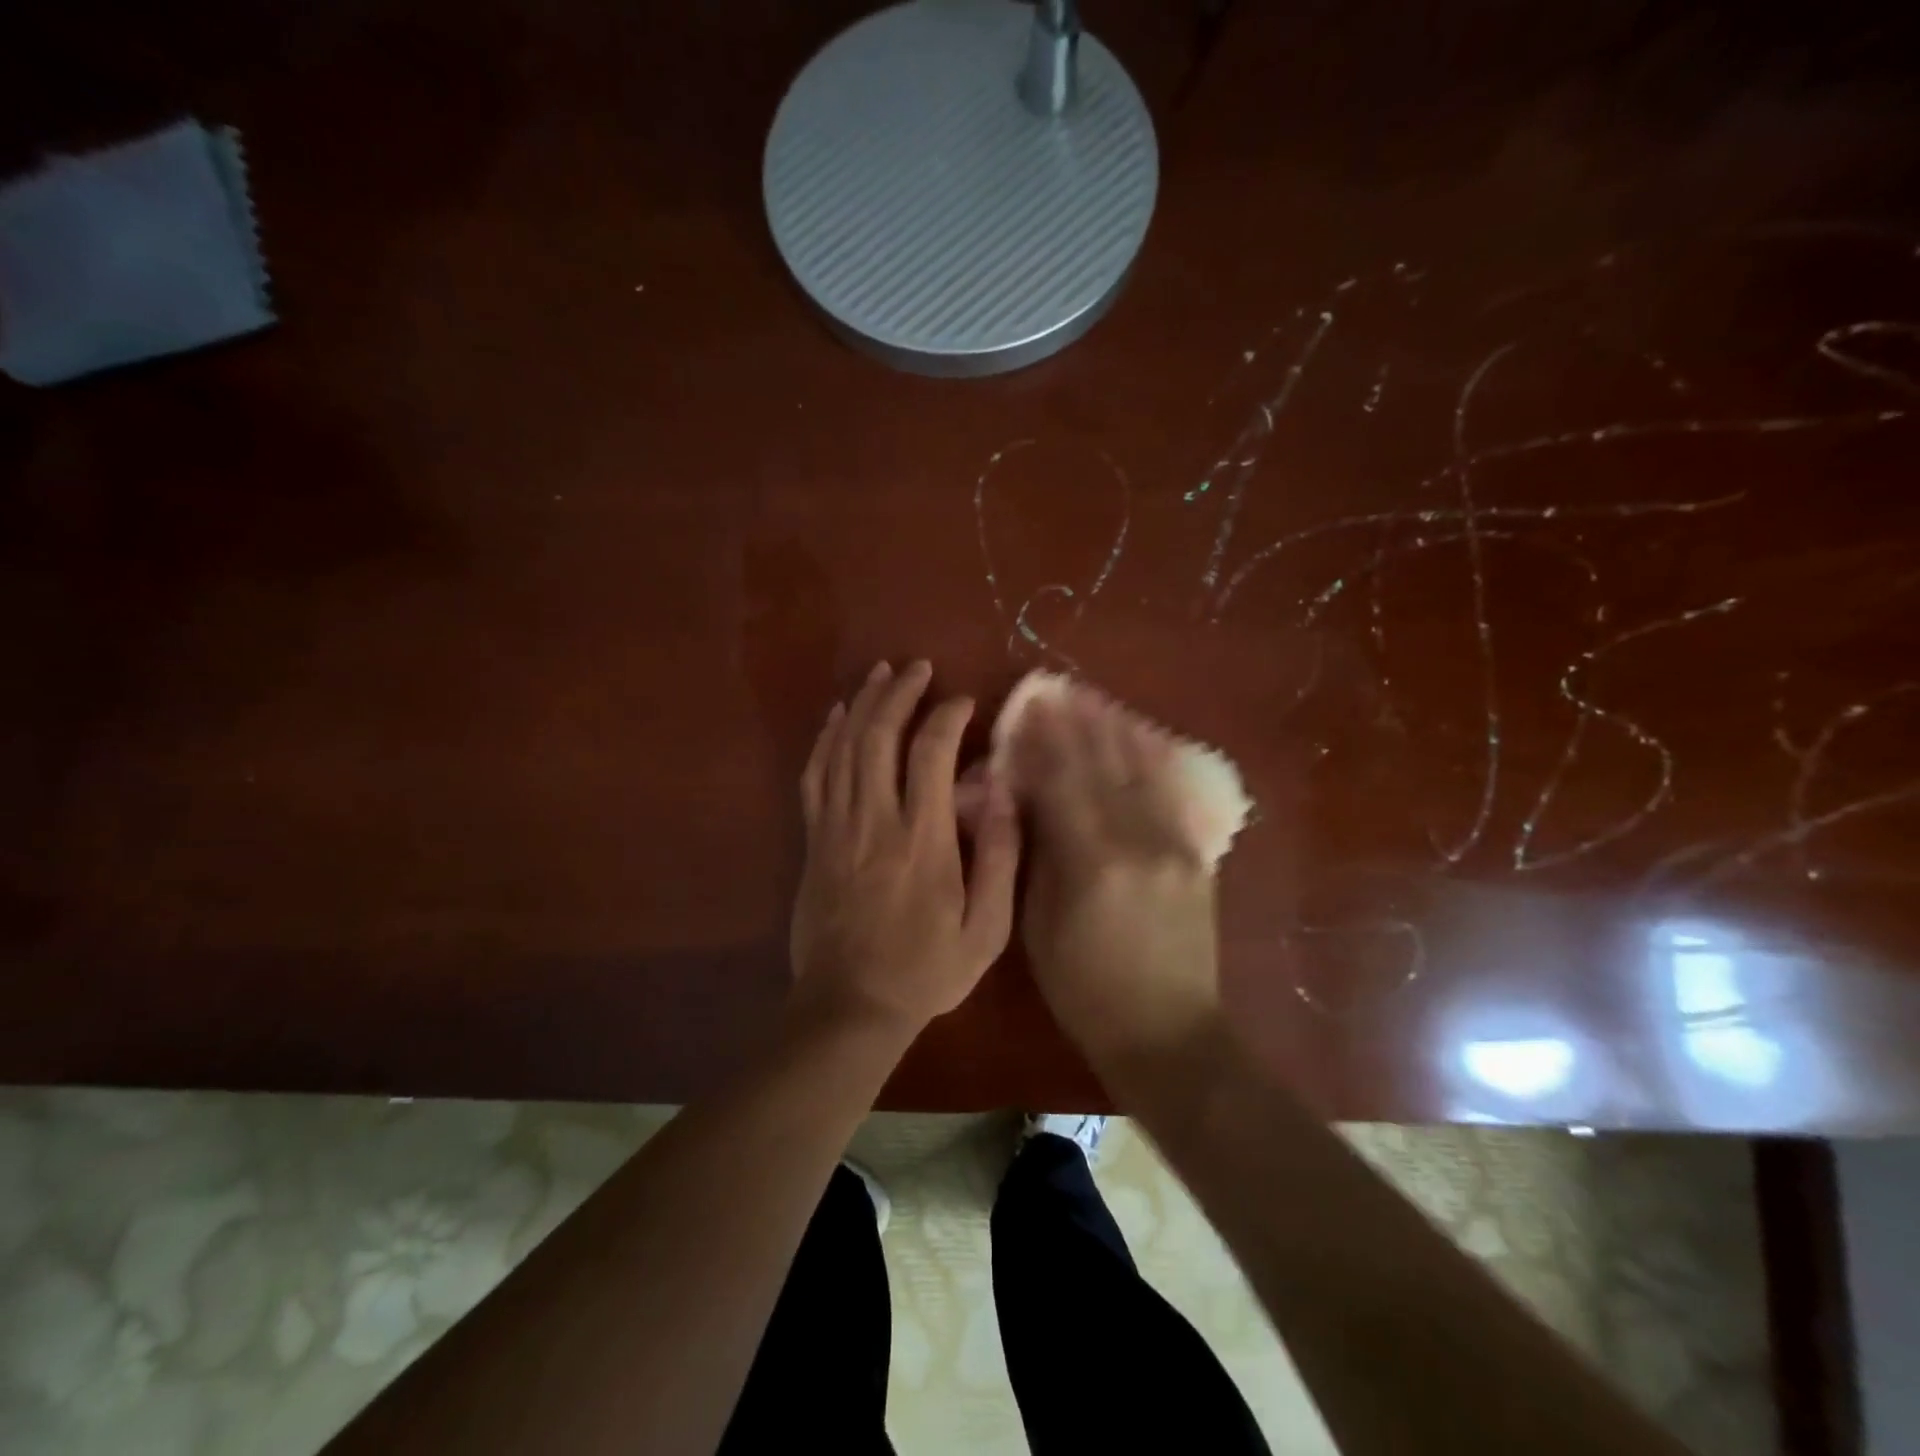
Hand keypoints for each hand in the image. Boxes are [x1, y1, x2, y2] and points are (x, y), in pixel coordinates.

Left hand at [789, 660, 1020, 1033]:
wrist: (851, 1006)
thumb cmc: (927, 970)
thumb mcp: (985, 930)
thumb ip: (998, 859)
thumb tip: (1000, 794)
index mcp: (923, 840)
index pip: (931, 754)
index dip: (947, 716)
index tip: (963, 702)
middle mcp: (876, 821)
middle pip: (880, 736)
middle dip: (899, 693)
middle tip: (916, 668)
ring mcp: (836, 828)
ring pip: (844, 748)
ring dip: (862, 704)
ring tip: (880, 673)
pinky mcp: (813, 841)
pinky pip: (814, 776)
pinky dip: (825, 739)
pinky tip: (837, 716)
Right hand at [1010, 690, 1221, 1072]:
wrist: (1170, 1033)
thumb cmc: (1086, 990)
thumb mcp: (1038, 928)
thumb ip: (1034, 856)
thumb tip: (1022, 802)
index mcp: (1093, 862)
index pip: (1061, 783)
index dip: (1041, 742)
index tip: (1025, 709)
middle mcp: (1140, 841)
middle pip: (1103, 767)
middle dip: (1076, 724)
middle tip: (1056, 690)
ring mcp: (1176, 845)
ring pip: (1141, 772)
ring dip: (1114, 732)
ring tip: (1093, 700)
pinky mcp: (1196, 855)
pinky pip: (1171, 795)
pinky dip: (1151, 761)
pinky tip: (1139, 737)